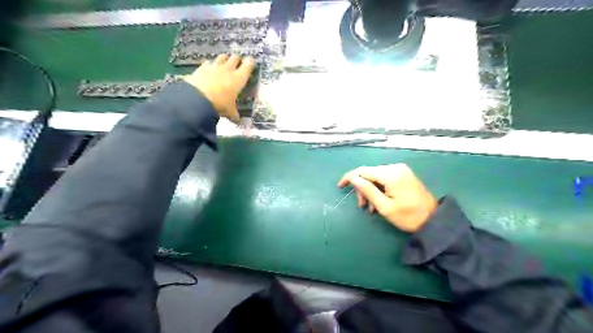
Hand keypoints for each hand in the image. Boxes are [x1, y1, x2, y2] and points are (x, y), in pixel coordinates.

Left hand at [184, 55, 252, 123]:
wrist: (198, 98)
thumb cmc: (220, 104)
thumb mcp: (230, 112)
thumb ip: (234, 114)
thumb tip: (238, 121)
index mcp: (239, 79)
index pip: (247, 66)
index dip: (249, 62)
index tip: (250, 60)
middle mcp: (228, 70)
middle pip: (235, 58)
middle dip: (237, 59)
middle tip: (237, 62)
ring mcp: (214, 67)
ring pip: (222, 57)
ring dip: (225, 59)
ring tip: (225, 62)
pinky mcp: (202, 68)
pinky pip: (208, 63)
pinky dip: (210, 64)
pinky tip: (209, 68)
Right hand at [338, 163, 434, 231]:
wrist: (434, 221)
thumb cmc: (408, 216)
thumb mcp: (384, 207)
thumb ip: (367, 190)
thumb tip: (353, 179)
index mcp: (390, 174)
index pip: (363, 170)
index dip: (349, 177)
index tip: (340, 186)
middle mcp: (395, 167)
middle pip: (369, 173)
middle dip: (362, 188)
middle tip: (362, 206)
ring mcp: (401, 170)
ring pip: (376, 177)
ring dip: (370, 190)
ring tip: (371, 208)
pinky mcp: (404, 175)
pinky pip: (385, 178)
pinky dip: (379, 189)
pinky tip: (379, 202)